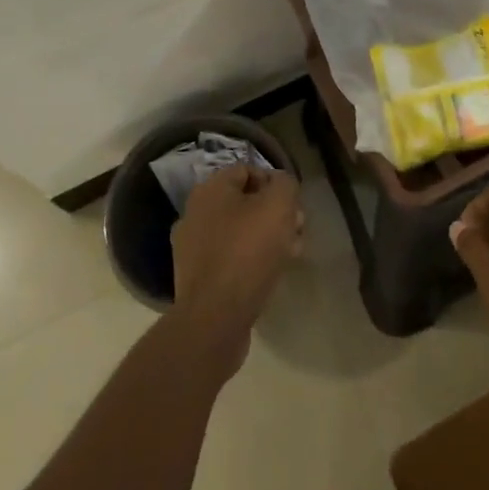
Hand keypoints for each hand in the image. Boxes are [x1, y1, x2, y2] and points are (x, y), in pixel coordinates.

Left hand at [169, 164, 304, 376]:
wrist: (214, 318)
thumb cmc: (247, 252)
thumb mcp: (278, 206)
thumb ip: (285, 184)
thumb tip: (281, 183)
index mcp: (209, 190)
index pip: (247, 170)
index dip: (275, 182)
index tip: (293, 204)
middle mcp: (194, 213)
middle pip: (244, 203)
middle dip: (275, 213)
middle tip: (296, 229)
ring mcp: (192, 248)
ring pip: (239, 232)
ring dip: (267, 237)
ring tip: (290, 253)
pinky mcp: (197, 278)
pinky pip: (230, 258)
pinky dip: (251, 260)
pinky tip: (270, 273)